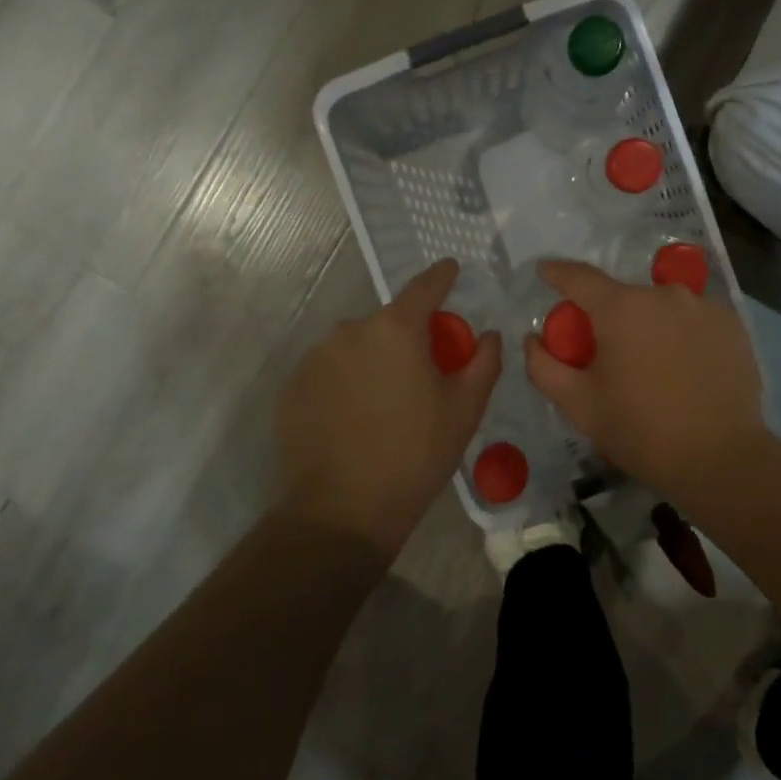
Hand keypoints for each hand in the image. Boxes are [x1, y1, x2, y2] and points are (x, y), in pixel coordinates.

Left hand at [275, 259, 501, 557]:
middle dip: (408, 337)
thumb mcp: (465, 410)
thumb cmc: (415, 454)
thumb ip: (483, 362)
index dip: (442, 277)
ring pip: (356, 347)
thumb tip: (488, 335)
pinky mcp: (292, 387)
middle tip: (423, 373)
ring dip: (374, 360)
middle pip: (388, 322)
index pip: (424, 287)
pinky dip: (346, 383)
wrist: (342, 511)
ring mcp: (314, 358)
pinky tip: (355, 419)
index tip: (451, 268)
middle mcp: (349, 331)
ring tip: (385, 404)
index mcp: (395, 329)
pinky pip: (329, 372)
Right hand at [524, 260, 767, 505]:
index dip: (557, 273)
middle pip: (624, 298)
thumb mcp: (580, 405)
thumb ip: (545, 367)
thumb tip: (533, 339)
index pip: (579, 277)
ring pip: (662, 308)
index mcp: (621, 309)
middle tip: (607, 354)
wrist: (720, 458)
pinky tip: (685, 369)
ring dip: (649, 327)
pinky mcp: (732, 324)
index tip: (545, 272)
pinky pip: (694, 320)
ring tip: (652, 367)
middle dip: (609, 318)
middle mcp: (663, 295)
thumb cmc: (641, 431)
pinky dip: (682, 335)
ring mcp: (703, 306)